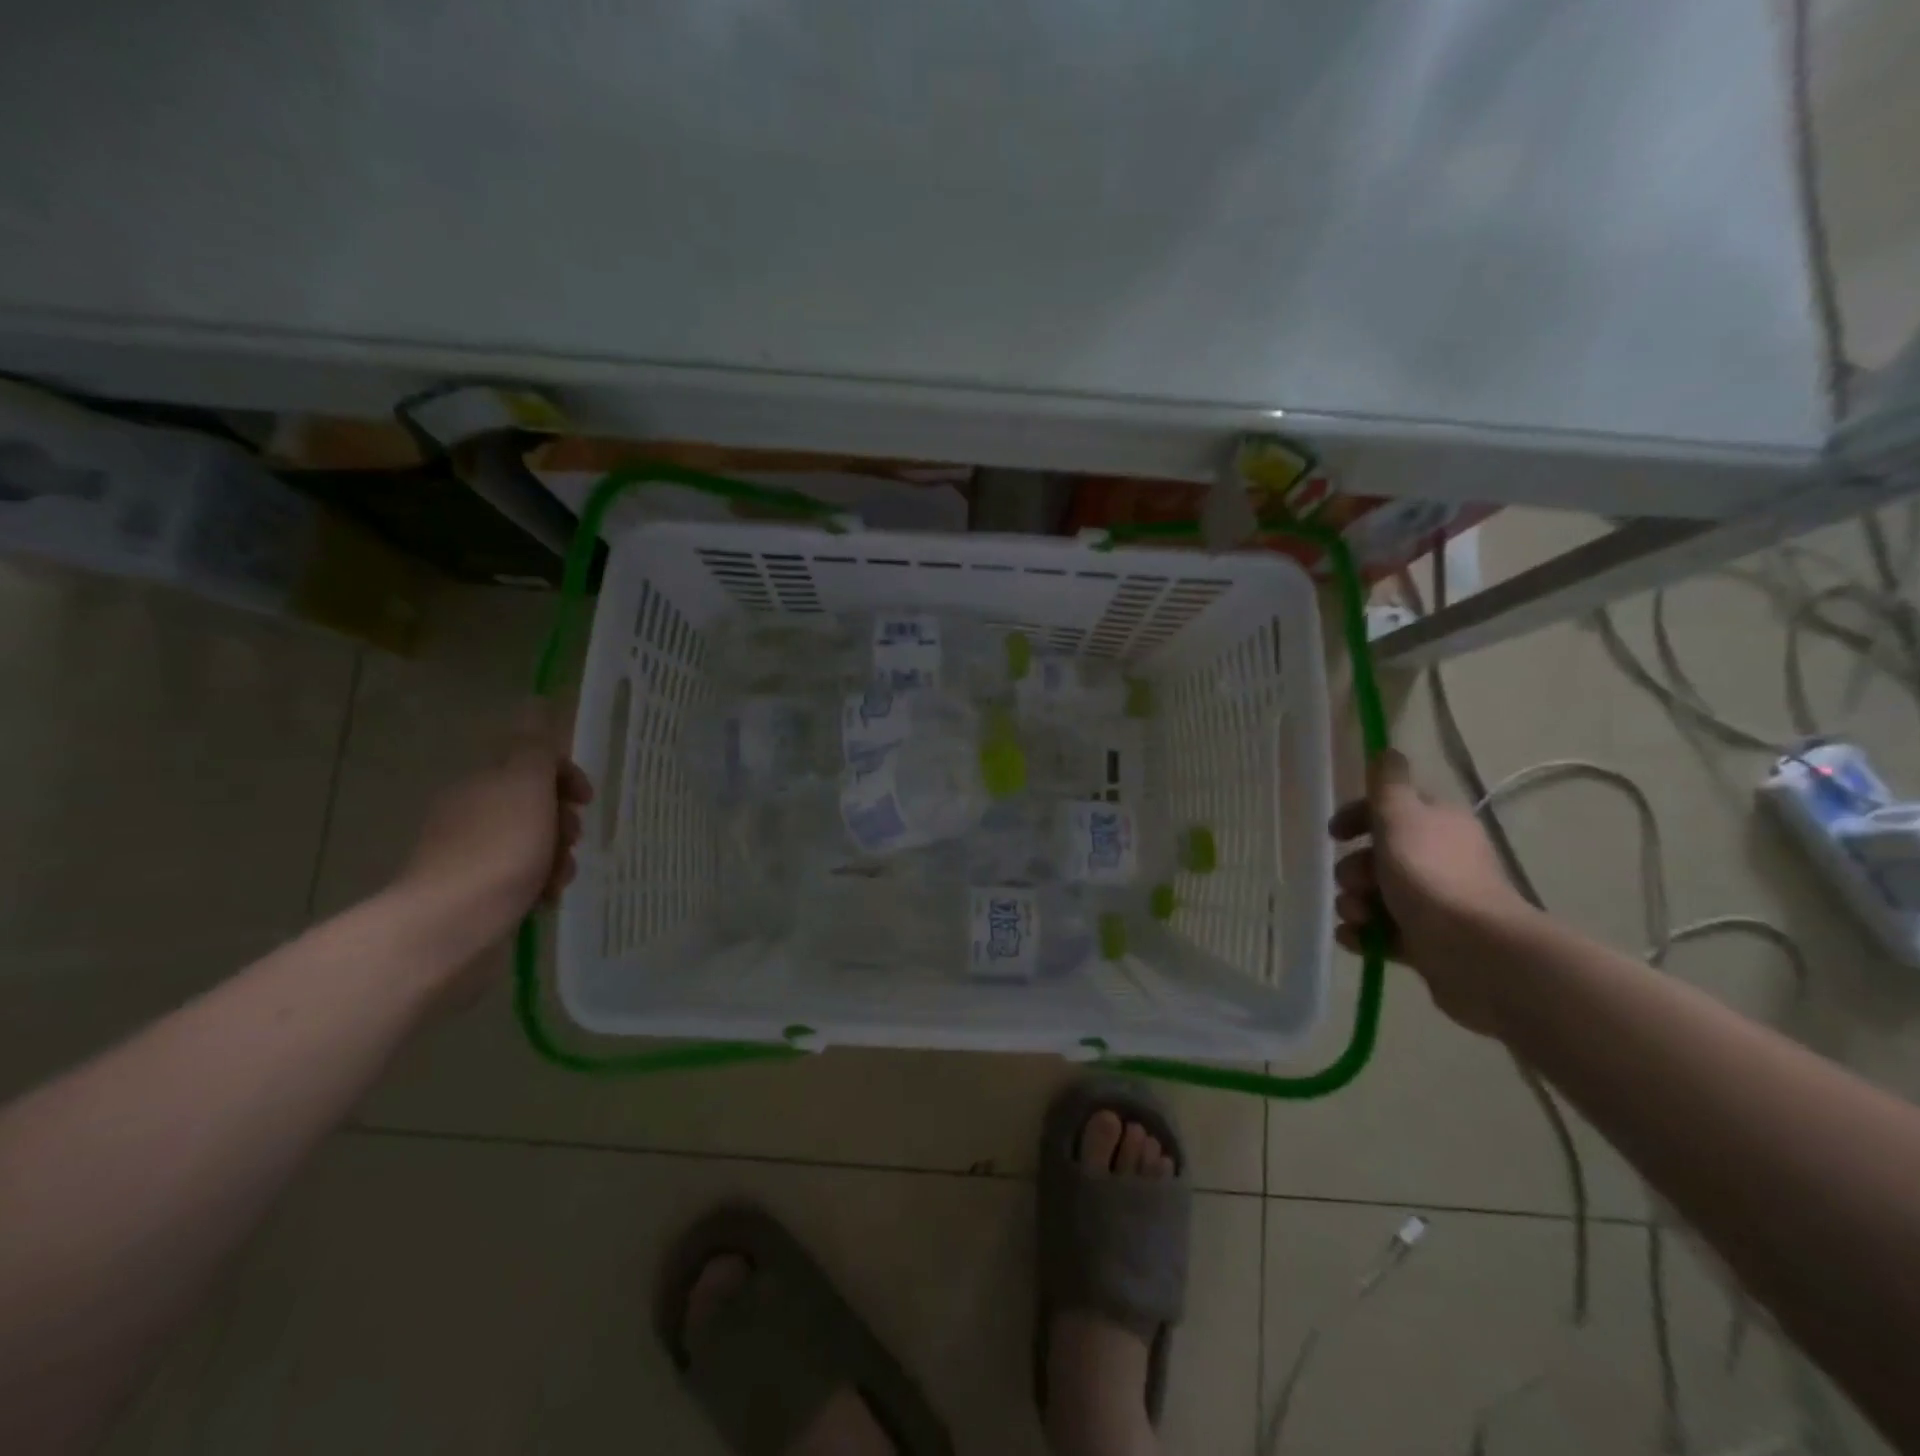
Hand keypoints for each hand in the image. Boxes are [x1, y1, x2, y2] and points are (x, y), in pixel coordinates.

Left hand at [398, 702, 592, 949]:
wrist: (449, 927)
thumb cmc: (498, 850)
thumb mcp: (525, 787)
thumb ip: (534, 746)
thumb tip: (534, 700)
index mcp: (483, 783)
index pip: (532, 764)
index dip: (566, 776)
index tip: (586, 800)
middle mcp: (471, 812)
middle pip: (535, 805)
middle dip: (563, 822)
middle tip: (571, 840)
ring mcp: (468, 854)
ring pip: (531, 843)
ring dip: (556, 856)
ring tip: (559, 879)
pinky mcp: (471, 892)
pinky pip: (518, 877)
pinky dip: (537, 883)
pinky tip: (544, 899)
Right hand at [1328, 750, 1531, 1033]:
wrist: (1474, 952)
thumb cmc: (1431, 876)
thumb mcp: (1401, 818)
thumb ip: (1388, 785)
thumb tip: (1388, 750)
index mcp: (1436, 825)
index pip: (1390, 810)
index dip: (1358, 817)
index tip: (1334, 834)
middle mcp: (1438, 860)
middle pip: (1378, 856)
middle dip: (1353, 869)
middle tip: (1354, 882)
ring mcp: (1434, 904)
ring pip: (1375, 895)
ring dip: (1353, 903)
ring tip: (1357, 915)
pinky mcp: (1427, 942)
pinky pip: (1381, 931)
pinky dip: (1363, 933)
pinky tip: (1355, 937)